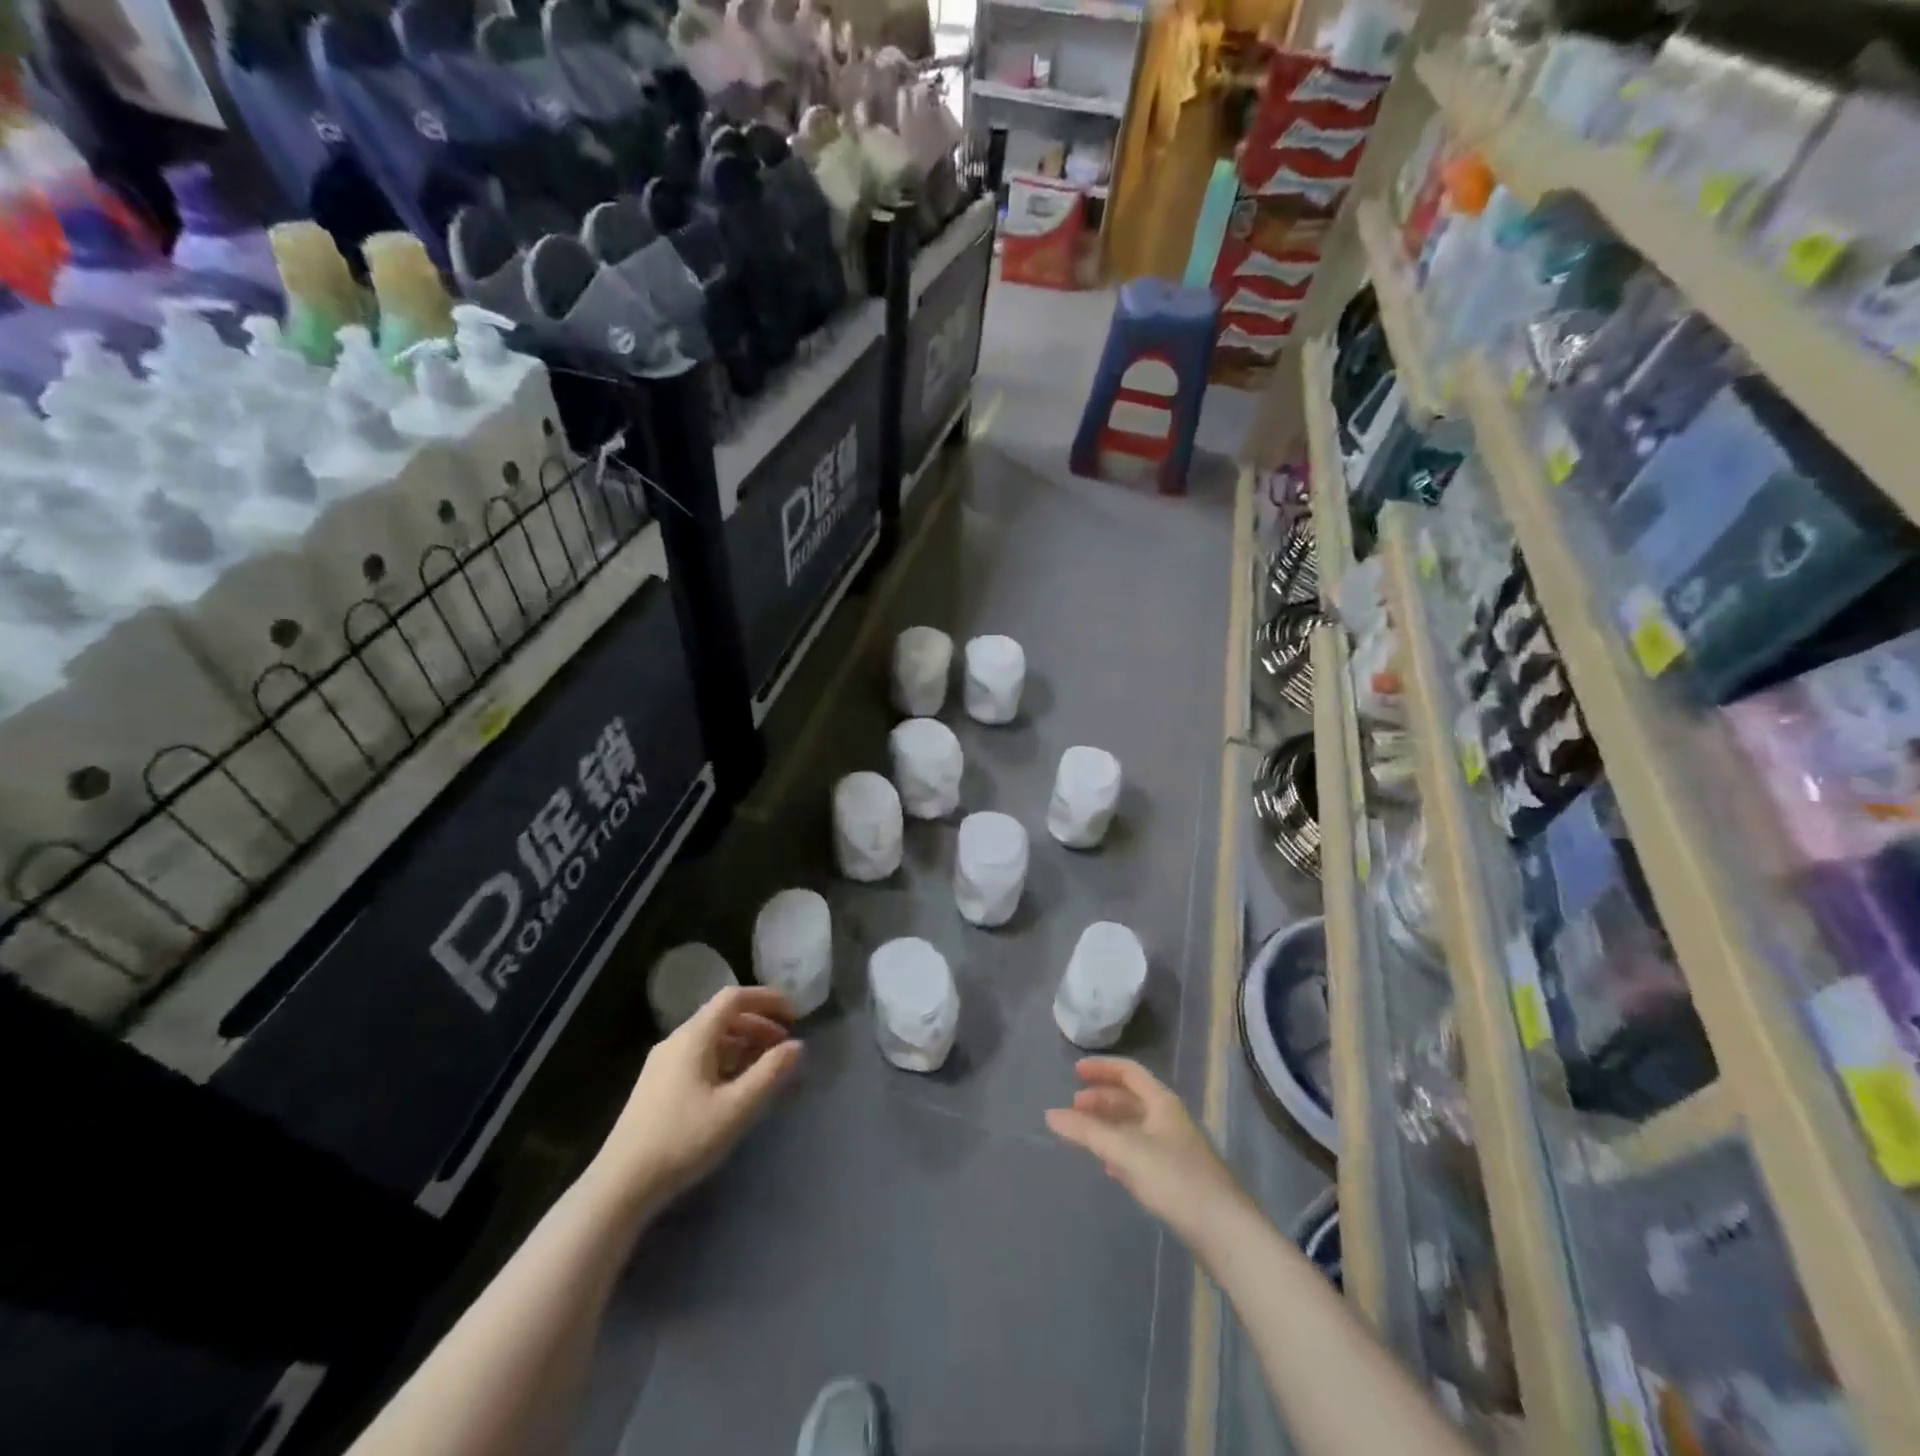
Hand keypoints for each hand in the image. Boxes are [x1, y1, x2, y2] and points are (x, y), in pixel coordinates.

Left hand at [590, 986, 802, 1214]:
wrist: (620, 1186)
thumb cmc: (682, 1140)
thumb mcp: (736, 1108)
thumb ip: (770, 1073)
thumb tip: (797, 1046)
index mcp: (693, 1037)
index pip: (734, 997)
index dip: (767, 999)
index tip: (794, 1014)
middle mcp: (675, 1041)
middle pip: (723, 1016)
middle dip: (758, 1024)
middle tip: (784, 1046)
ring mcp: (662, 1063)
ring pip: (710, 1038)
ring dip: (743, 1043)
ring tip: (765, 1068)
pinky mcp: (656, 1086)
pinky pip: (698, 1056)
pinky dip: (725, 1059)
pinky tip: (734, 1088)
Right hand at [1045, 1058, 1249, 1249]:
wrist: (1224, 1231)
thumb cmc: (1174, 1179)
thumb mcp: (1124, 1151)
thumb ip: (1086, 1132)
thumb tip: (1050, 1115)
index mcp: (1162, 1102)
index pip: (1128, 1071)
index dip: (1101, 1068)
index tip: (1074, 1071)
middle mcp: (1170, 1118)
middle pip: (1131, 1098)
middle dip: (1101, 1099)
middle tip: (1074, 1108)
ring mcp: (1176, 1148)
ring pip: (1135, 1126)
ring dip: (1109, 1125)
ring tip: (1085, 1135)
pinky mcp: (1178, 1177)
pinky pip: (1142, 1151)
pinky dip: (1121, 1150)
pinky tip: (1109, 1167)